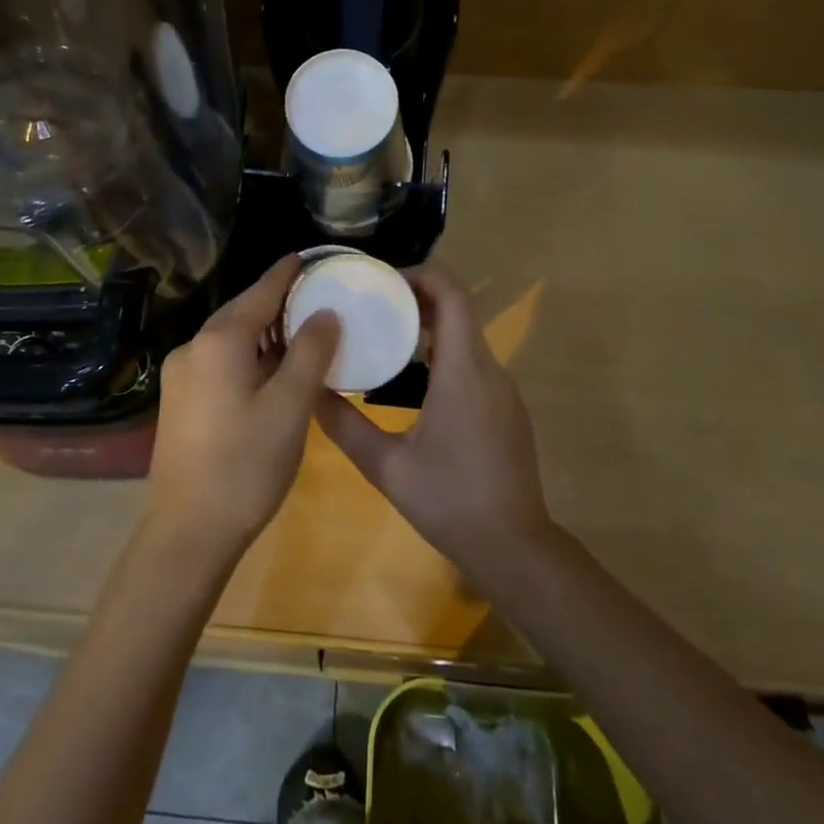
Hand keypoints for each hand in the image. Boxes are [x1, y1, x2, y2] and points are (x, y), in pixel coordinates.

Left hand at [144, 254, 345, 564]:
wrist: (186, 533)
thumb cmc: (245, 465)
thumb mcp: (290, 407)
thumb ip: (310, 353)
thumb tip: (326, 312)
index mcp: (219, 341)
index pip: (261, 292)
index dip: (288, 273)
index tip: (310, 256)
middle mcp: (193, 347)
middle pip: (243, 311)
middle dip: (279, 302)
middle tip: (318, 296)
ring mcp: (181, 375)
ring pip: (231, 339)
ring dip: (265, 332)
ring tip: (302, 332)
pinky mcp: (179, 401)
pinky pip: (220, 361)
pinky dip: (249, 356)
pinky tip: (271, 371)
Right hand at [316, 266, 554, 581]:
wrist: (514, 548)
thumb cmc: (449, 502)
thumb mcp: (386, 466)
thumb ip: (345, 425)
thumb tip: (309, 392)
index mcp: (463, 372)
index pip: (452, 295)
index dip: (420, 274)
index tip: (381, 279)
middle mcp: (489, 369)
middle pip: (458, 309)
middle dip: (417, 296)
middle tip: (372, 303)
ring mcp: (503, 388)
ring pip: (467, 334)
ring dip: (429, 324)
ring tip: (384, 333)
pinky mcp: (505, 406)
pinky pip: (473, 360)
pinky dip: (443, 350)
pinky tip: (413, 376)